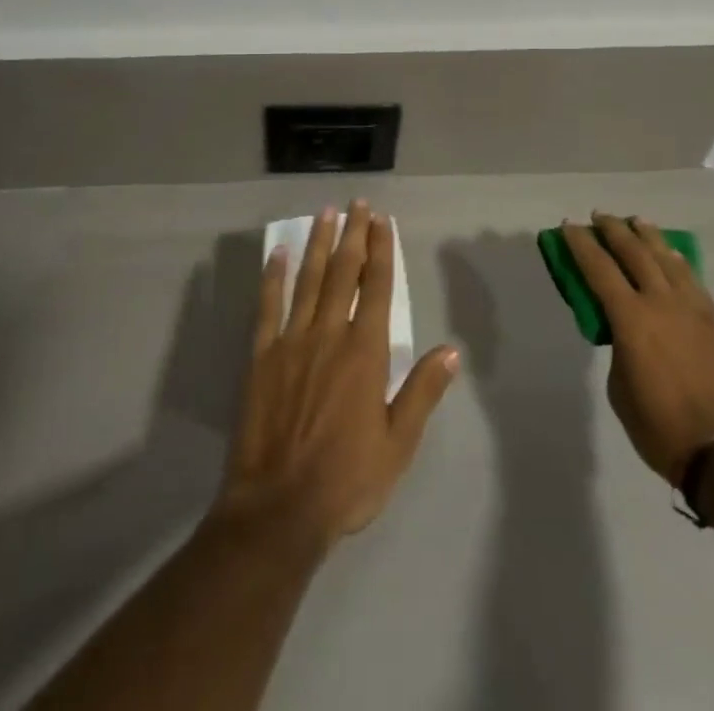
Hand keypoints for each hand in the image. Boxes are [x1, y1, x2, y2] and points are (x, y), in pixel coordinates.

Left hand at [215, 201, 460, 549]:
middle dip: (353, 235)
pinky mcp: (261, 356)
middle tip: (358, 204)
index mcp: (364, 352)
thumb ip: (422, 391)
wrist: (279, 508)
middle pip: (343, 273)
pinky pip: (268, 306)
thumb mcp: (397, 444)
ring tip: (325, 214)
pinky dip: (273, 277)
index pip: (376, 288)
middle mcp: (328, 335)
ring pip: (308, 280)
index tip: (382, 222)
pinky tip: (278, 254)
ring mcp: (291, 341)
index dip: (381, 251)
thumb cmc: (346, 478)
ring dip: (318, 244)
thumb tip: (451, 350)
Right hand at [562, 212, 713, 486]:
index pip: (598, 269)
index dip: (581, 244)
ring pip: (668, 259)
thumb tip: (628, 336)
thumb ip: (620, 350)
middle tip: (599, 216)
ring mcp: (695, 310)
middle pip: (634, 253)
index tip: (568, 225)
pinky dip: (677, 261)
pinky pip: (692, 280)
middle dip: (613, 230)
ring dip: (648, 237)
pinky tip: (672, 256)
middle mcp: (662, 303)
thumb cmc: (663, 429)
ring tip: (636, 222)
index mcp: (631, 319)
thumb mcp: (621, 391)